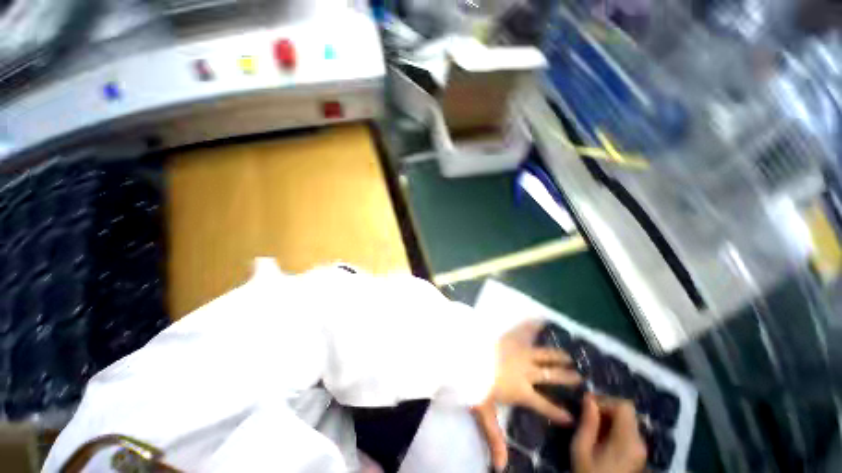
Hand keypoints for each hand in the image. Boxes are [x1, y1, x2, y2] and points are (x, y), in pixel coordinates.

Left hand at [472, 321, 581, 471]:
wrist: (467, 356)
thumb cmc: (475, 383)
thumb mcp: (484, 412)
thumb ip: (494, 438)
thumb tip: (500, 467)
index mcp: (522, 391)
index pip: (544, 405)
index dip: (558, 412)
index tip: (572, 417)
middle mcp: (526, 371)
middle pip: (551, 376)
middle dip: (566, 377)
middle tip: (579, 377)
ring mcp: (520, 352)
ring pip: (544, 354)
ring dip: (557, 355)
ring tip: (568, 356)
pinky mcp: (511, 338)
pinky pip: (525, 330)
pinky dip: (533, 325)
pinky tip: (541, 319)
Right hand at [572, 394, 646, 472]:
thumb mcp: (581, 449)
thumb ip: (587, 423)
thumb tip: (588, 398)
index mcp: (628, 441)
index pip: (624, 406)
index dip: (605, 400)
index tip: (586, 404)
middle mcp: (640, 442)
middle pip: (627, 412)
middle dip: (606, 407)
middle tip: (586, 411)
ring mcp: (640, 449)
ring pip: (627, 420)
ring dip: (609, 416)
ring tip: (591, 423)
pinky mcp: (637, 454)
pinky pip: (627, 431)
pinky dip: (613, 426)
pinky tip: (600, 435)